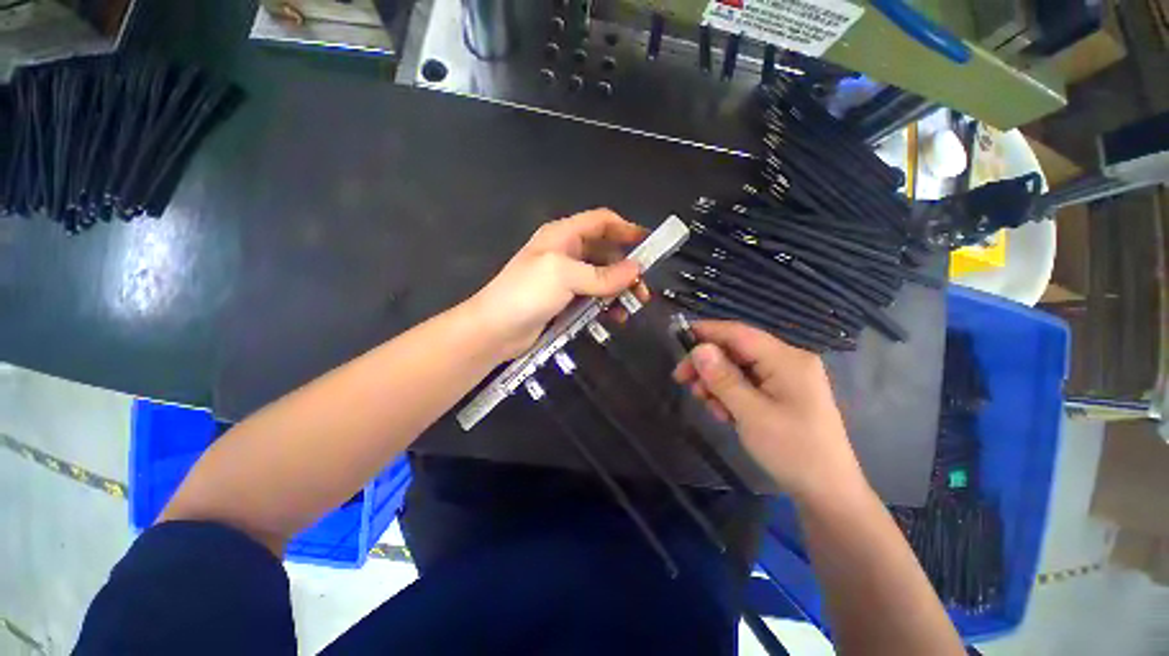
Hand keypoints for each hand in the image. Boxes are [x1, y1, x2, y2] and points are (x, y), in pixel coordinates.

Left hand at [466, 209, 647, 359]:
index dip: (626, 229)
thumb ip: (602, 274)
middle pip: (605, 252)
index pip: (601, 222)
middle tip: (643, 289)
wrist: (495, 329)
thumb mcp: (565, 276)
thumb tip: (636, 270)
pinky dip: (606, 305)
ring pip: (602, 278)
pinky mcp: (565, 300)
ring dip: (619, 289)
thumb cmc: (526, 293)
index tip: (649, 244)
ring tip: (633, 306)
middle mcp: (566, 253)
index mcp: (563, 235)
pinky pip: (593, 297)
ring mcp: (566, 278)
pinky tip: (615, 318)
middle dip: (627, 268)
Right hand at [672, 320, 866, 502]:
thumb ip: (723, 378)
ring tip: (709, 406)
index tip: (676, 338)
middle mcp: (787, 361)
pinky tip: (724, 413)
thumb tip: (698, 349)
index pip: (738, 333)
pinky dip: (730, 394)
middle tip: (682, 381)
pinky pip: (747, 383)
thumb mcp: (751, 414)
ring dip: (717, 383)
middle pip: (736, 350)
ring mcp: (785, 378)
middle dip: (708, 364)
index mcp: (787, 359)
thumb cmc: (792, 451)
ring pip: (738, 367)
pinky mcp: (781, 393)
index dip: (706, 331)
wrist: (827, 492)